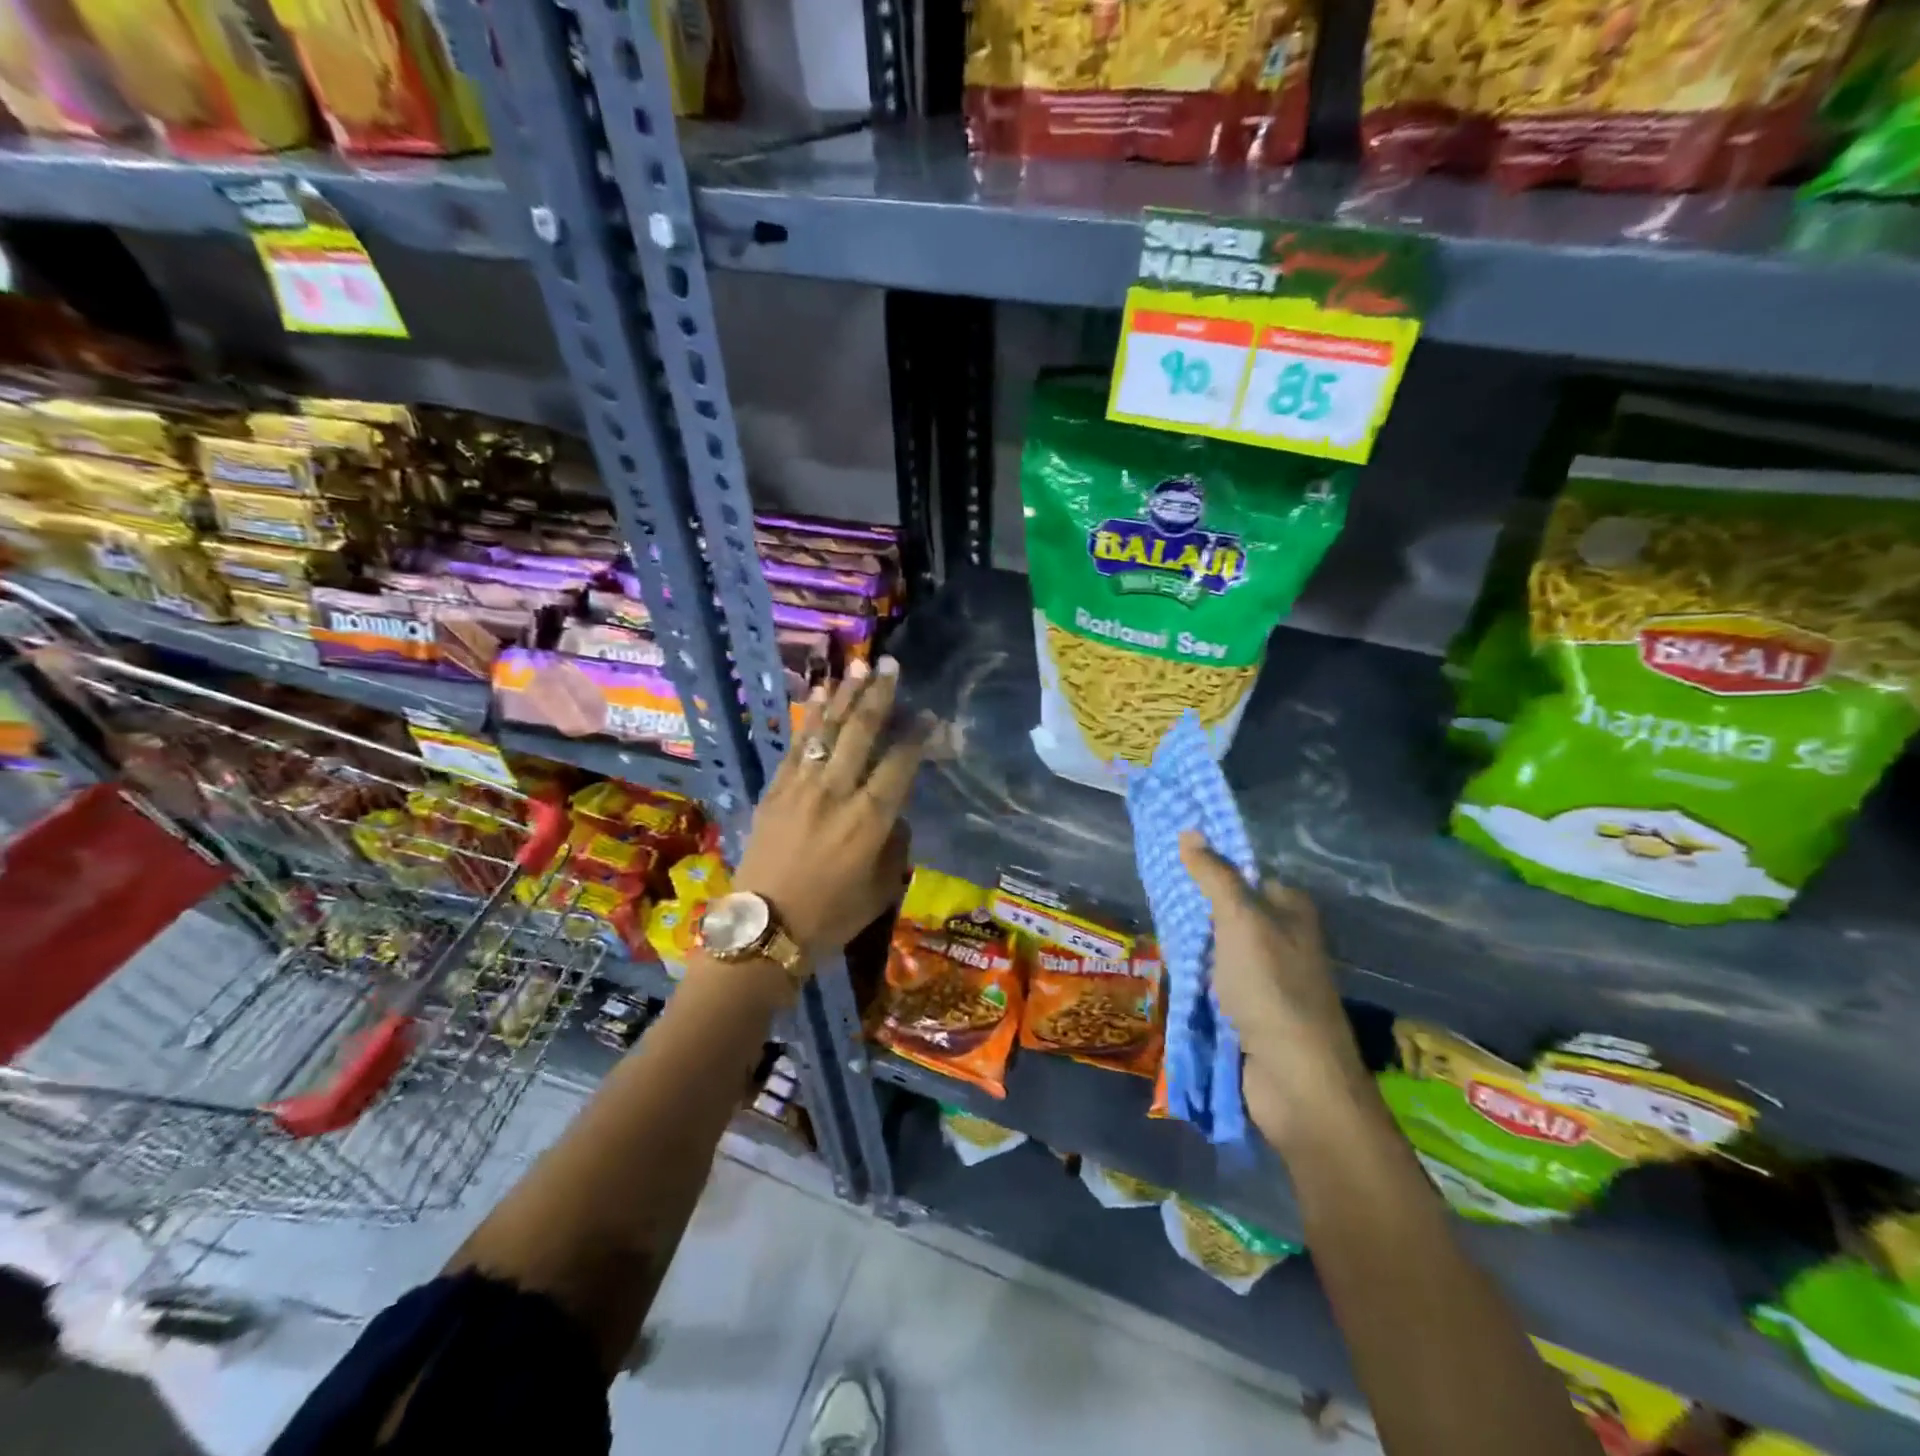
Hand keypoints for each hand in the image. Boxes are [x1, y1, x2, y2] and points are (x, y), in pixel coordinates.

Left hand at [733, 657, 925, 964]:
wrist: (764, 929)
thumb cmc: (831, 916)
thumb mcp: (882, 889)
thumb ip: (896, 846)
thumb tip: (896, 816)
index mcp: (869, 820)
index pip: (900, 763)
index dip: (918, 735)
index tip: (930, 715)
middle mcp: (836, 793)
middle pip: (861, 732)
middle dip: (879, 695)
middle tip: (890, 665)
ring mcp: (801, 787)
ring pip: (826, 731)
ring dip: (844, 696)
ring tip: (857, 666)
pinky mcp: (774, 790)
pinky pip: (795, 746)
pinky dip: (809, 719)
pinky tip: (818, 696)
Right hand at [1178, 831, 1373, 1153]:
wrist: (1295, 1080)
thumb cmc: (1271, 988)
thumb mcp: (1240, 921)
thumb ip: (1215, 876)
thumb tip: (1190, 831)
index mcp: (1290, 910)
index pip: (1244, 874)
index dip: (1209, 865)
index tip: (1168, 860)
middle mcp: (1283, 938)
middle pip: (1229, 910)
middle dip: (1193, 907)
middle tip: (1151, 896)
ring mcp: (1267, 977)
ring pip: (1218, 947)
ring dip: (1190, 945)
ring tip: (1151, 928)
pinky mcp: (1251, 1010)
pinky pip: (1215, 981)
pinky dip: (1194, 976)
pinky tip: (1167, 969)